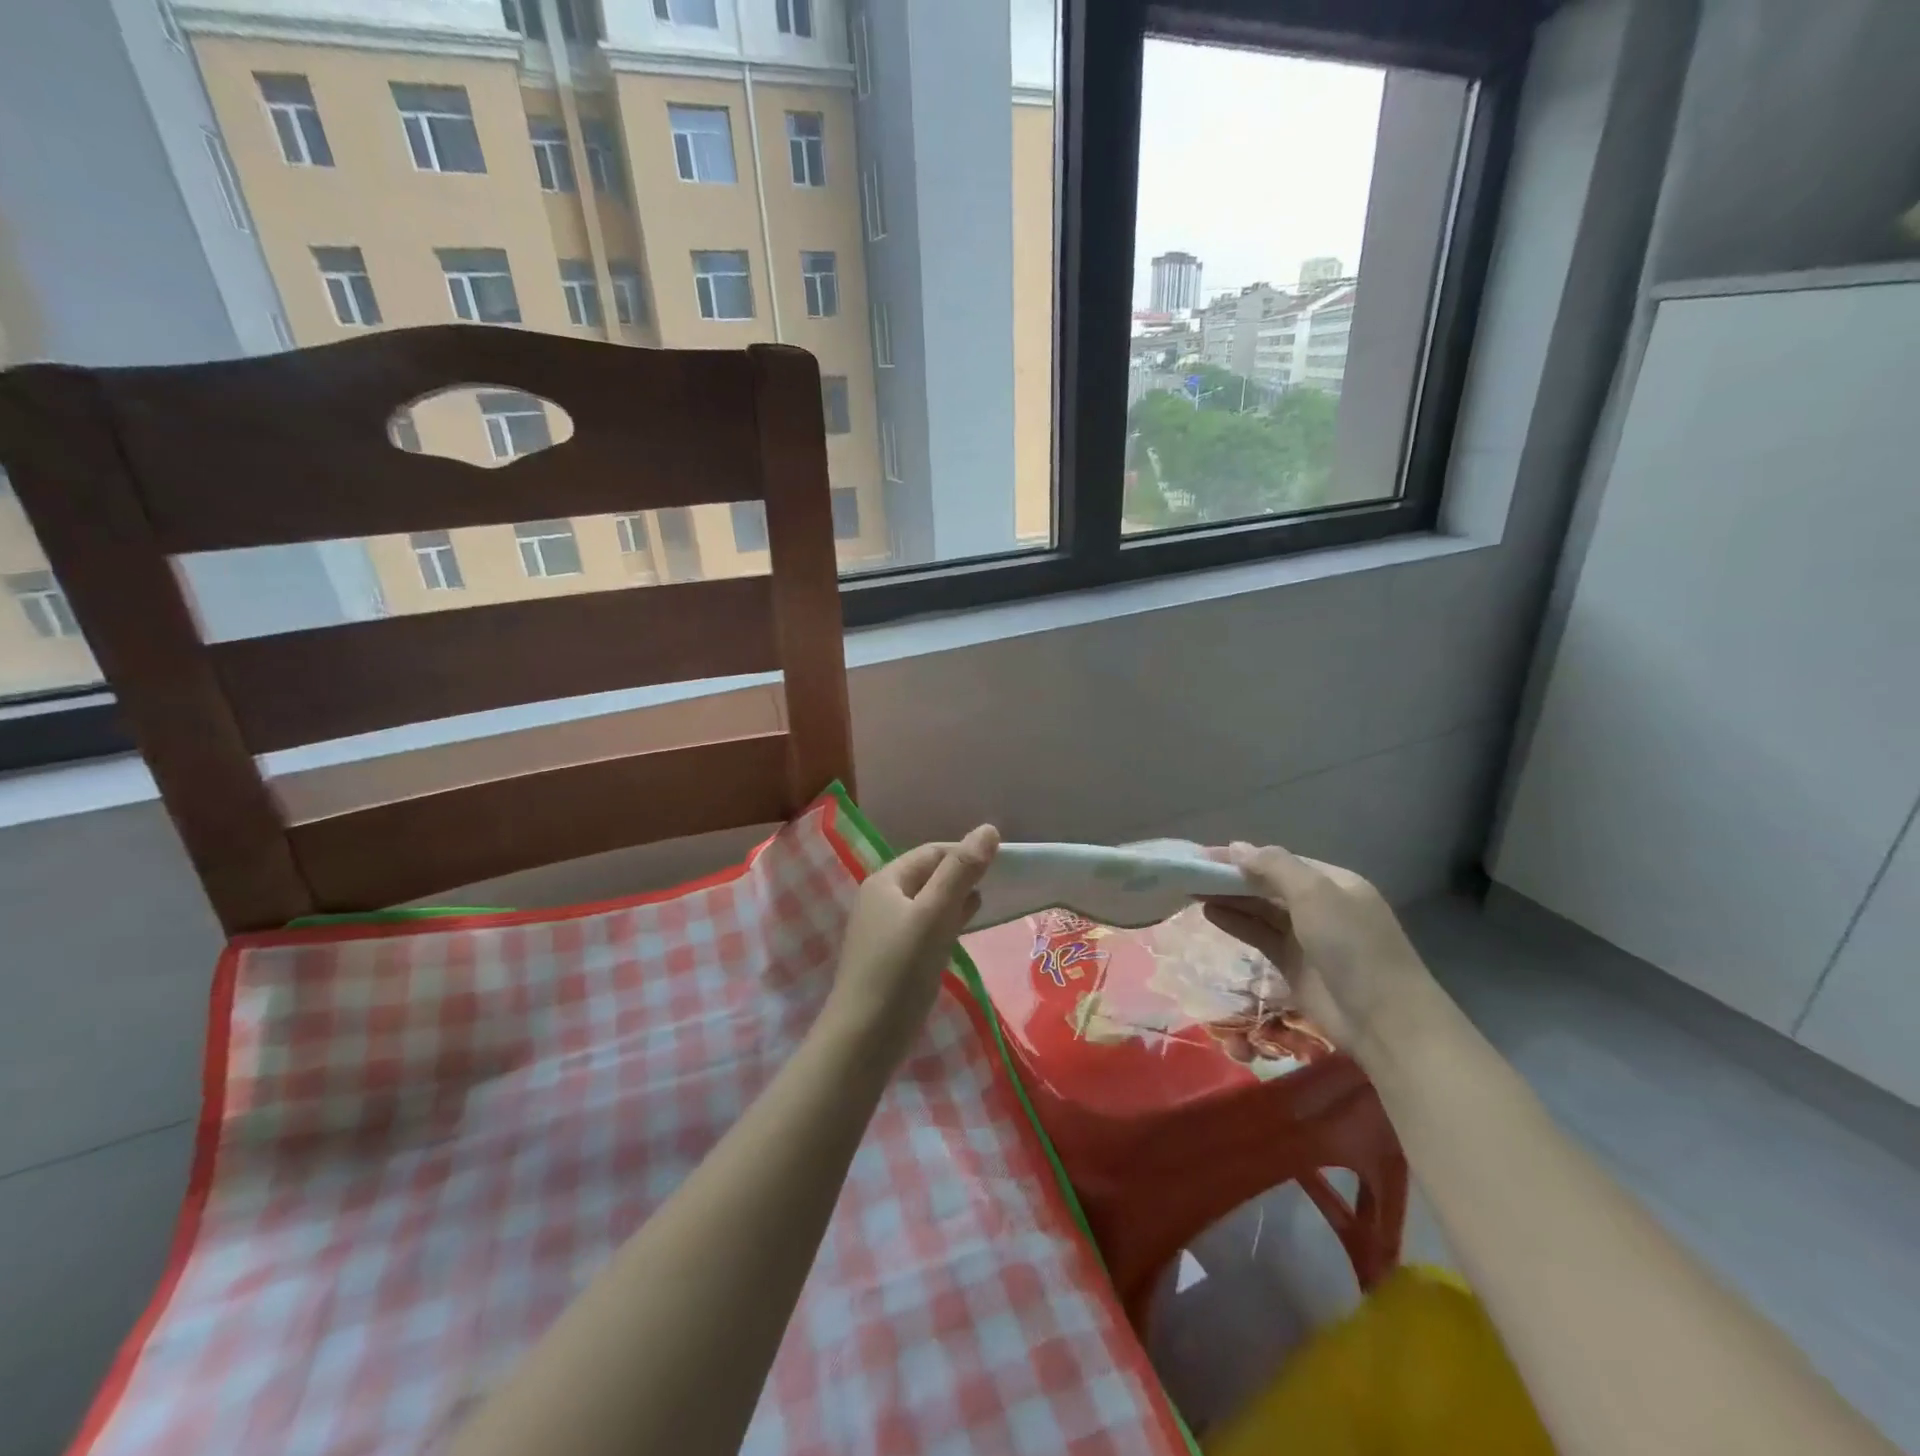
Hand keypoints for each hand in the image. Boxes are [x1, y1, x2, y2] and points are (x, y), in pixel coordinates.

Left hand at [826, 825, 999, 1047]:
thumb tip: (988, 829)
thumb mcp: (934, 914)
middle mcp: (882, 899)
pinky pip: (925, 927)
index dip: (965, 853)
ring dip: (956, 900)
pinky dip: (946, 923)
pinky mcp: (893, 957)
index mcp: (886, 881)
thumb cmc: (900, 969)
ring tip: (986, 904)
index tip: (1001, 864)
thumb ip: (960, 872)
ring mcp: (885, 929)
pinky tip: (963, 931)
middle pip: (929, 875)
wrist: (864, 1038)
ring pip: (928, 903)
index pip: (932, 852)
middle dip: (962, 876)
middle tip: (999, 885)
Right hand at [1203, 842, 1433, 1058]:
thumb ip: (1274, 866)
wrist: (1384, 1020)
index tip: (1204, 854)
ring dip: (1229, 898)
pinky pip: (1259, 936)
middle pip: (1268, 885)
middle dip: (1232, 877)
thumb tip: (1237, 847)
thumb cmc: (1352, 946)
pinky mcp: (1293, 965)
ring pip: (1260, 910)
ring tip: (1191, 890)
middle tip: (1190, 873)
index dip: (1243, 855)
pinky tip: (1209, 913)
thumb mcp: (1315, 894)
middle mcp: (1319, 905)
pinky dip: (1236, 923)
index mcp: (1332, 882)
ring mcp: (1306, 937)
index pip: (1280, 860)